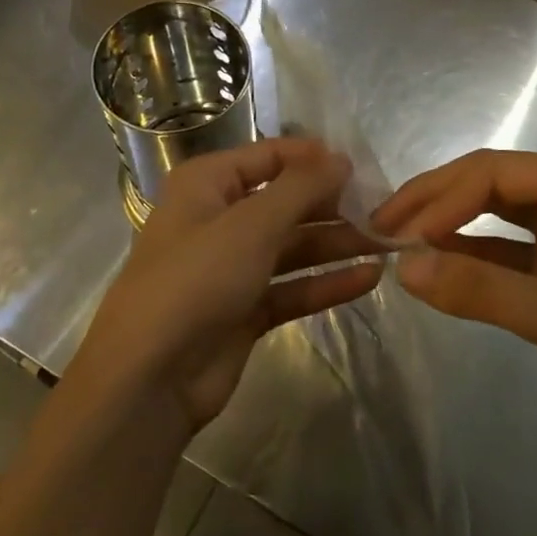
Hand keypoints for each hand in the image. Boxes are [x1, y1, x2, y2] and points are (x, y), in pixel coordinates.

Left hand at [71, 139, 382, 438]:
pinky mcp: (246, 310)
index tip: (360, 167)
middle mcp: (219, 220)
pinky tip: (369, 278)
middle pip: (285, 203)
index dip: (312, 158)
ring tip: (387, 244)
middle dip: (332, 206)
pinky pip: (293, 287)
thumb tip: (340, 158)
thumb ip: (301, 188)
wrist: (150, 377)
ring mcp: (232, 268)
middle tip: (383, 210)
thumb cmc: (196, 280)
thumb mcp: (251, 224)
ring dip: (336, 245)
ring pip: (293, 247)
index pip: (267, 157)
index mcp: (207, 185)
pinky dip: (327, 283)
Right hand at [373, 150, 536, 441]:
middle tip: (382, 228)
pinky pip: (510, 245)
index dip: (440, 198)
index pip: (492, 172)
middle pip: (491, 183)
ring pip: (497, 212)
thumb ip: (480, 291)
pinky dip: (475, 254)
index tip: (398, 235)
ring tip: (400, 243)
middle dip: (436, 204)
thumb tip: (403, 267)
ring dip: (451, 226)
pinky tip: (439, 265)